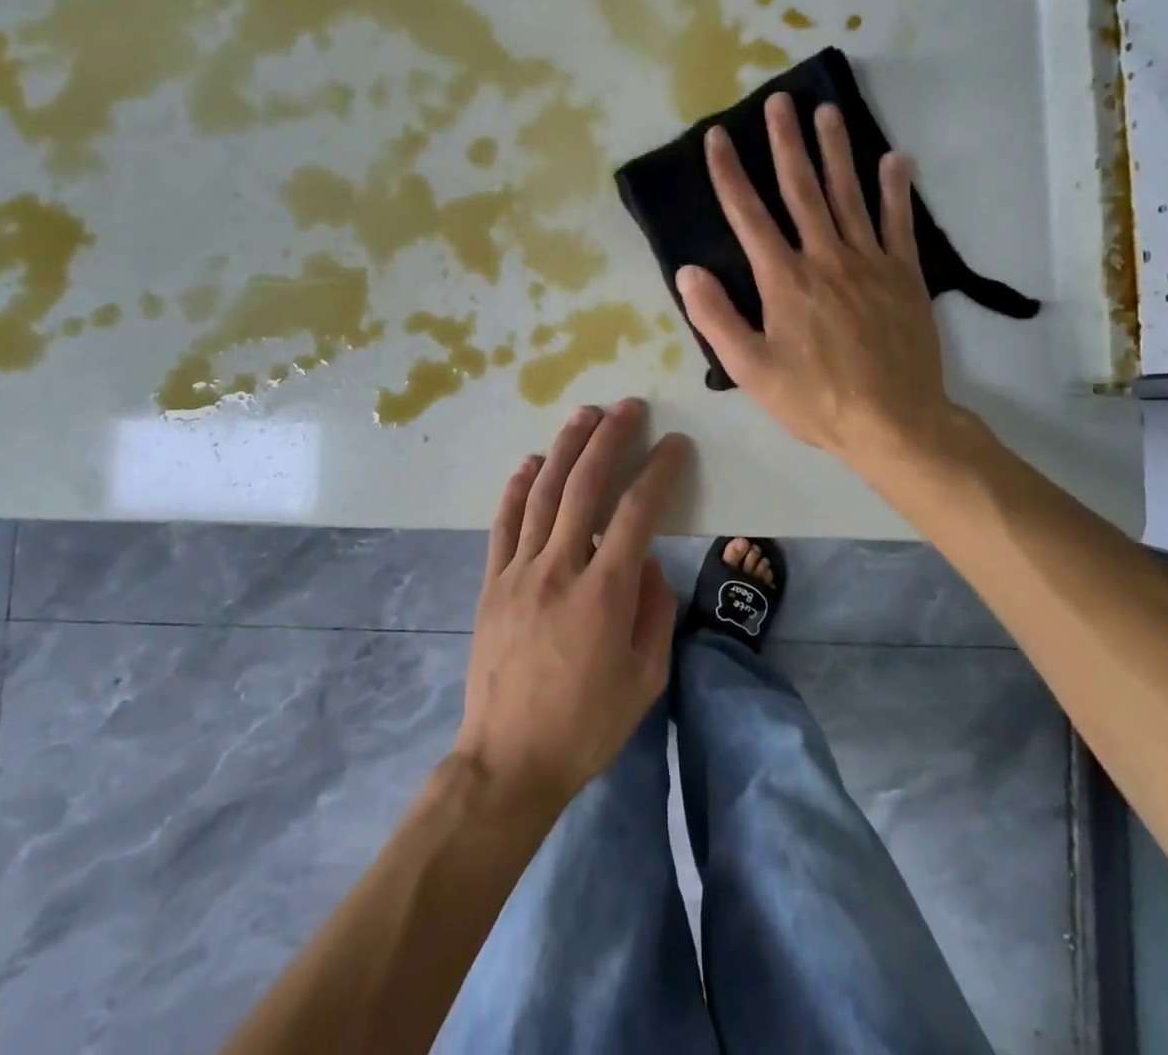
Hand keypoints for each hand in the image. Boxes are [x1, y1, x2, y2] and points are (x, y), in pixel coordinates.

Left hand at [454, 400, 688, 810]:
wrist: (509, 759)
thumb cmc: (587, 724)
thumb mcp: (646, 678)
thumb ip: (655, 610)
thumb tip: (647, 562)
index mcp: (604, 593)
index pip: (638, 512)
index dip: (659, 471)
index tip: (675, 444)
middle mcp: (560, 568)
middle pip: (585, 486)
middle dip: (610, 439)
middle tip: (629, 407)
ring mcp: (519, 571)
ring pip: (543, 493)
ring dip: (565, 447)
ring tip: (585, 414)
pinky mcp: (492, 581)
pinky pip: (503, 523)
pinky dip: (517, 486)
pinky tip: (530, 460)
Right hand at [676, 94, 962, 475]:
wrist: (894, 421)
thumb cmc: (815, 399)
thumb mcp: (751, 369)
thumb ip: (717, 317)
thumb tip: (689, 271)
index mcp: (784, 280)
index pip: (749, 215)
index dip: (729, 174)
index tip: (717, 136)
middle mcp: (825, 258)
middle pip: (802, 189)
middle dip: (786, 143)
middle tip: (780, 101)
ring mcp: (869, 262)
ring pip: (848, 194)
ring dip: (836, 150)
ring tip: (827, 111)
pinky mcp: (903, 275)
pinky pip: (898, 223)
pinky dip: (896, 189)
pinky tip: (896, 158)